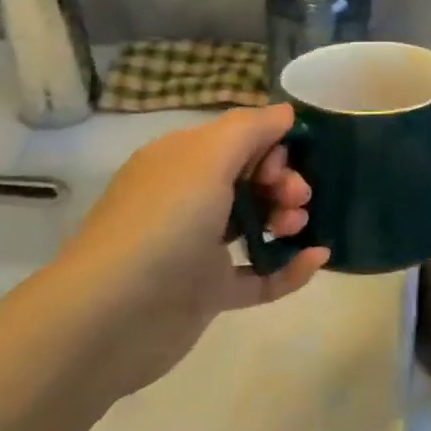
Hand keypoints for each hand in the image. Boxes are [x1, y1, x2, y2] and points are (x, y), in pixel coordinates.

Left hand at [44, 105, 328, 399]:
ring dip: (288, 219)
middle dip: (284, 182)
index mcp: (181, 162)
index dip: (270, 147)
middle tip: (297, 198)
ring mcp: (197, 248)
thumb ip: (251, 128)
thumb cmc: (164, 222)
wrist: (111, 318)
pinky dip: (290, 267)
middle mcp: (188, 199)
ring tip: (298, 227)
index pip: (238, 141)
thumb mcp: (207, 156)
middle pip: (251, 180)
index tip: (283, 163)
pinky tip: (319, 258)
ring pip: (256, 224)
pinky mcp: (208, 292)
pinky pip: (259, 275)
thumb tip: (285, 113)